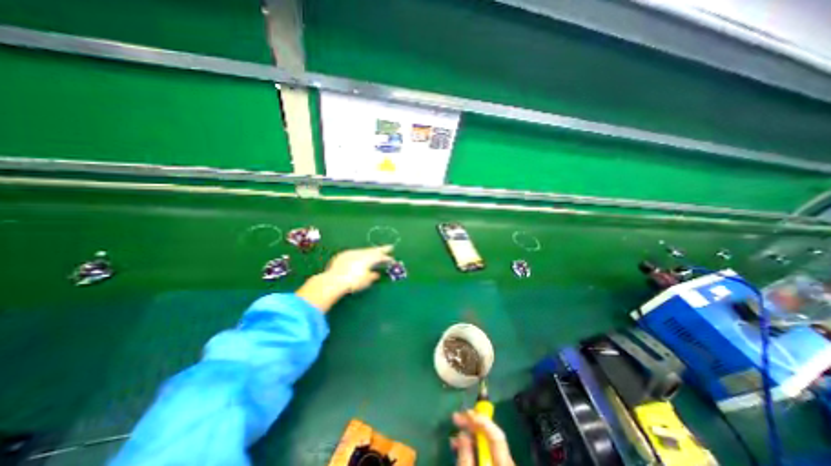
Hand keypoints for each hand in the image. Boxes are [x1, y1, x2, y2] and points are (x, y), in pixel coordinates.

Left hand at [323, 246, 393, 292]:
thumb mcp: (366, 281)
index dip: (387, 258)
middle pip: (374, 250)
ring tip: (375, 252)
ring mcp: (352, 253)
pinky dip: (360, 254)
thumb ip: (372, 276)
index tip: (392, 260)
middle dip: (382, 249)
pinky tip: (360, 256)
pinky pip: (355, 253)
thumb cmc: (353, 282)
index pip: (381, 257)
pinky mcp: (343, 255)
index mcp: (369, 259)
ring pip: (364, 250)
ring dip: (370, 251)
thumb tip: (376, 274)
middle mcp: (362, 253)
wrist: (334, 280)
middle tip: (390, 247)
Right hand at [452, 412, 516, 465]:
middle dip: (473, 423)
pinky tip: (462, 445)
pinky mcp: (499, 464)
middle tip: (456, 417)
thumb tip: (462, 433)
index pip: (496, 434)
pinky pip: (488, 450)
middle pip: (492, 434)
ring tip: (455, 432)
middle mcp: (508, 460)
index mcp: (504, 463)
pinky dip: (475, 445)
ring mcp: (505, 462)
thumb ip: (466, 457)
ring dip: (471, 433)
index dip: (482, 420)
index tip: (466, 412)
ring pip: (488, 442)